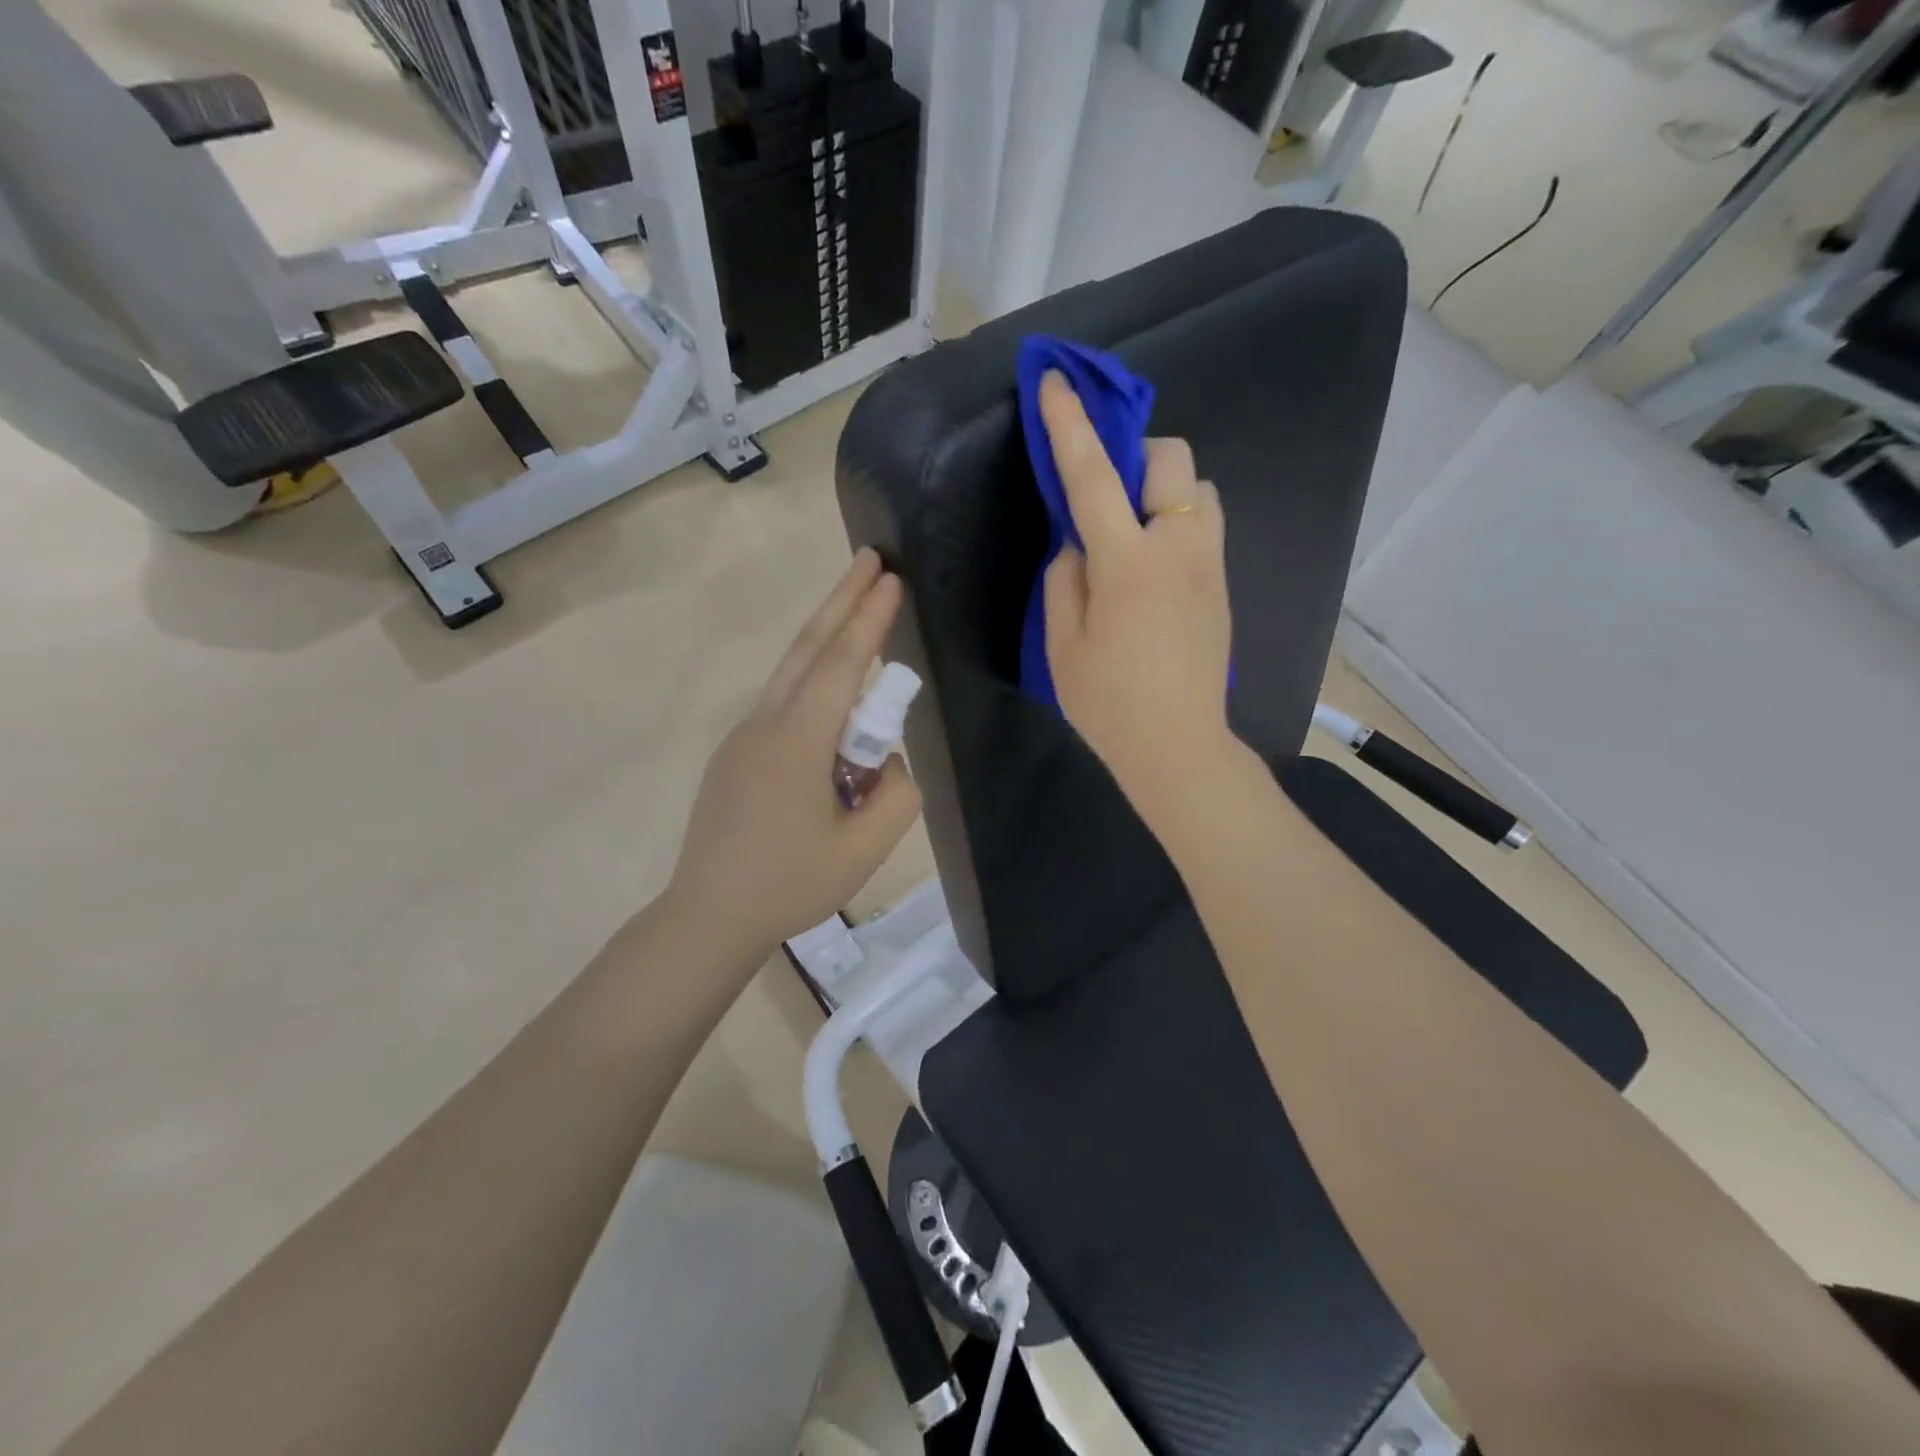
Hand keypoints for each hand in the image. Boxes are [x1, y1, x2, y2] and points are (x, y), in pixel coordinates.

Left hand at [668, 549, 922, 956]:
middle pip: (807, 649)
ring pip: (791, 673)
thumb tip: (887, 761)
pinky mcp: (736, 756)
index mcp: (797, 742)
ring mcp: (744, 738)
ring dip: (826, 636)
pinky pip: (783, 704)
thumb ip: (895, 795)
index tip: (890, 579)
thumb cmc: (789, 885)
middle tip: (870, 559)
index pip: (840, 665)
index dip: (868, 619)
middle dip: (841, 600)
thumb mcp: (864, 849)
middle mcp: (766, 725)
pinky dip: (813, 680)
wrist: (708, 916)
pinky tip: (835, 698)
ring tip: (858, 610)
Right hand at [1040, 371, 1235, 818]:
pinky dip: (1179, 521)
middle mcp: (1178, 547)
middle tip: (1107, 492)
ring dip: (1164, 489)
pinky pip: (1206, 526)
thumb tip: (1078, 546)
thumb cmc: (1109, 702)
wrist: (1179, 746)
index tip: (1054, 381)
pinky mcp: (1223, 585)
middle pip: (1172, 458)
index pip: (1093, 475)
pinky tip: (1155, 565)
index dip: (1070, 425)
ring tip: (1133, 530)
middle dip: (1136, 453)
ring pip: (1200, 489)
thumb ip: (1064, 580)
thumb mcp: (1062, 644)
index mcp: (1127, 561)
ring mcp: (1209, 565)